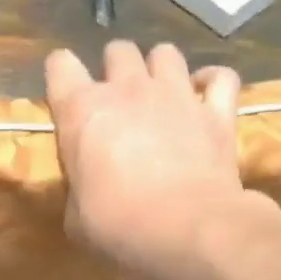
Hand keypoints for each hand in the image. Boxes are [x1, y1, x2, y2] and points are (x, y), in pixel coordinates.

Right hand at [45, 40, 255, 279]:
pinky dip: (211, 83)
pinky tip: (205, 96)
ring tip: (159, 95)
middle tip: (117, 102)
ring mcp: (176, 94)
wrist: (187, 229)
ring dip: (159, 69)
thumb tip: (86, 189)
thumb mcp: (77, 217)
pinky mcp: (216, 111)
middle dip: (114, 69)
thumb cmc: (118, 226)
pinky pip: (220, 77)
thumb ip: (78, 188)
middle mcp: (128, 89)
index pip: (60, 65)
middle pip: (117, 50)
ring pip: (165, 53)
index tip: (65, 98)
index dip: (61, 76)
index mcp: (82, 111)